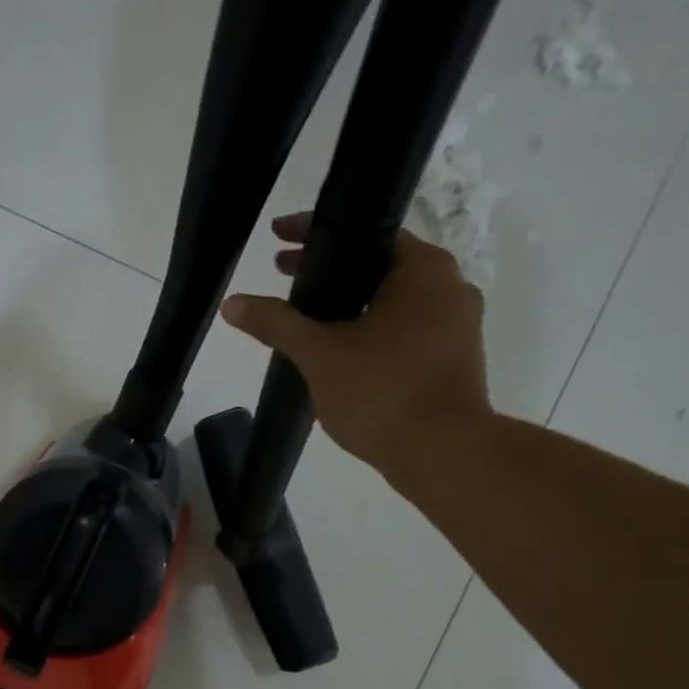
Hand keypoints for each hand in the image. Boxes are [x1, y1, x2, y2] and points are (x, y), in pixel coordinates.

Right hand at [220, 218, 491, 478]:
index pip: (365, 233)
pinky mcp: (452, 359)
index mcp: (424, 270)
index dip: (315, 234)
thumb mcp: (319, 353)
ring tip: (305, 313)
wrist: (443, 455)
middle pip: (377, 266)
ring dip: (348, 302)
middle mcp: (449, 287)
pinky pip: (403, 328)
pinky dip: (369, 328)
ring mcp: (456, 325)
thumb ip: (276, 323)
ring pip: (391, 300)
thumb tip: (232, 304)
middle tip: (284, 273)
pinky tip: (337, 348)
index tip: (277, 239)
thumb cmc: (382, 392)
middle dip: (329, 270)